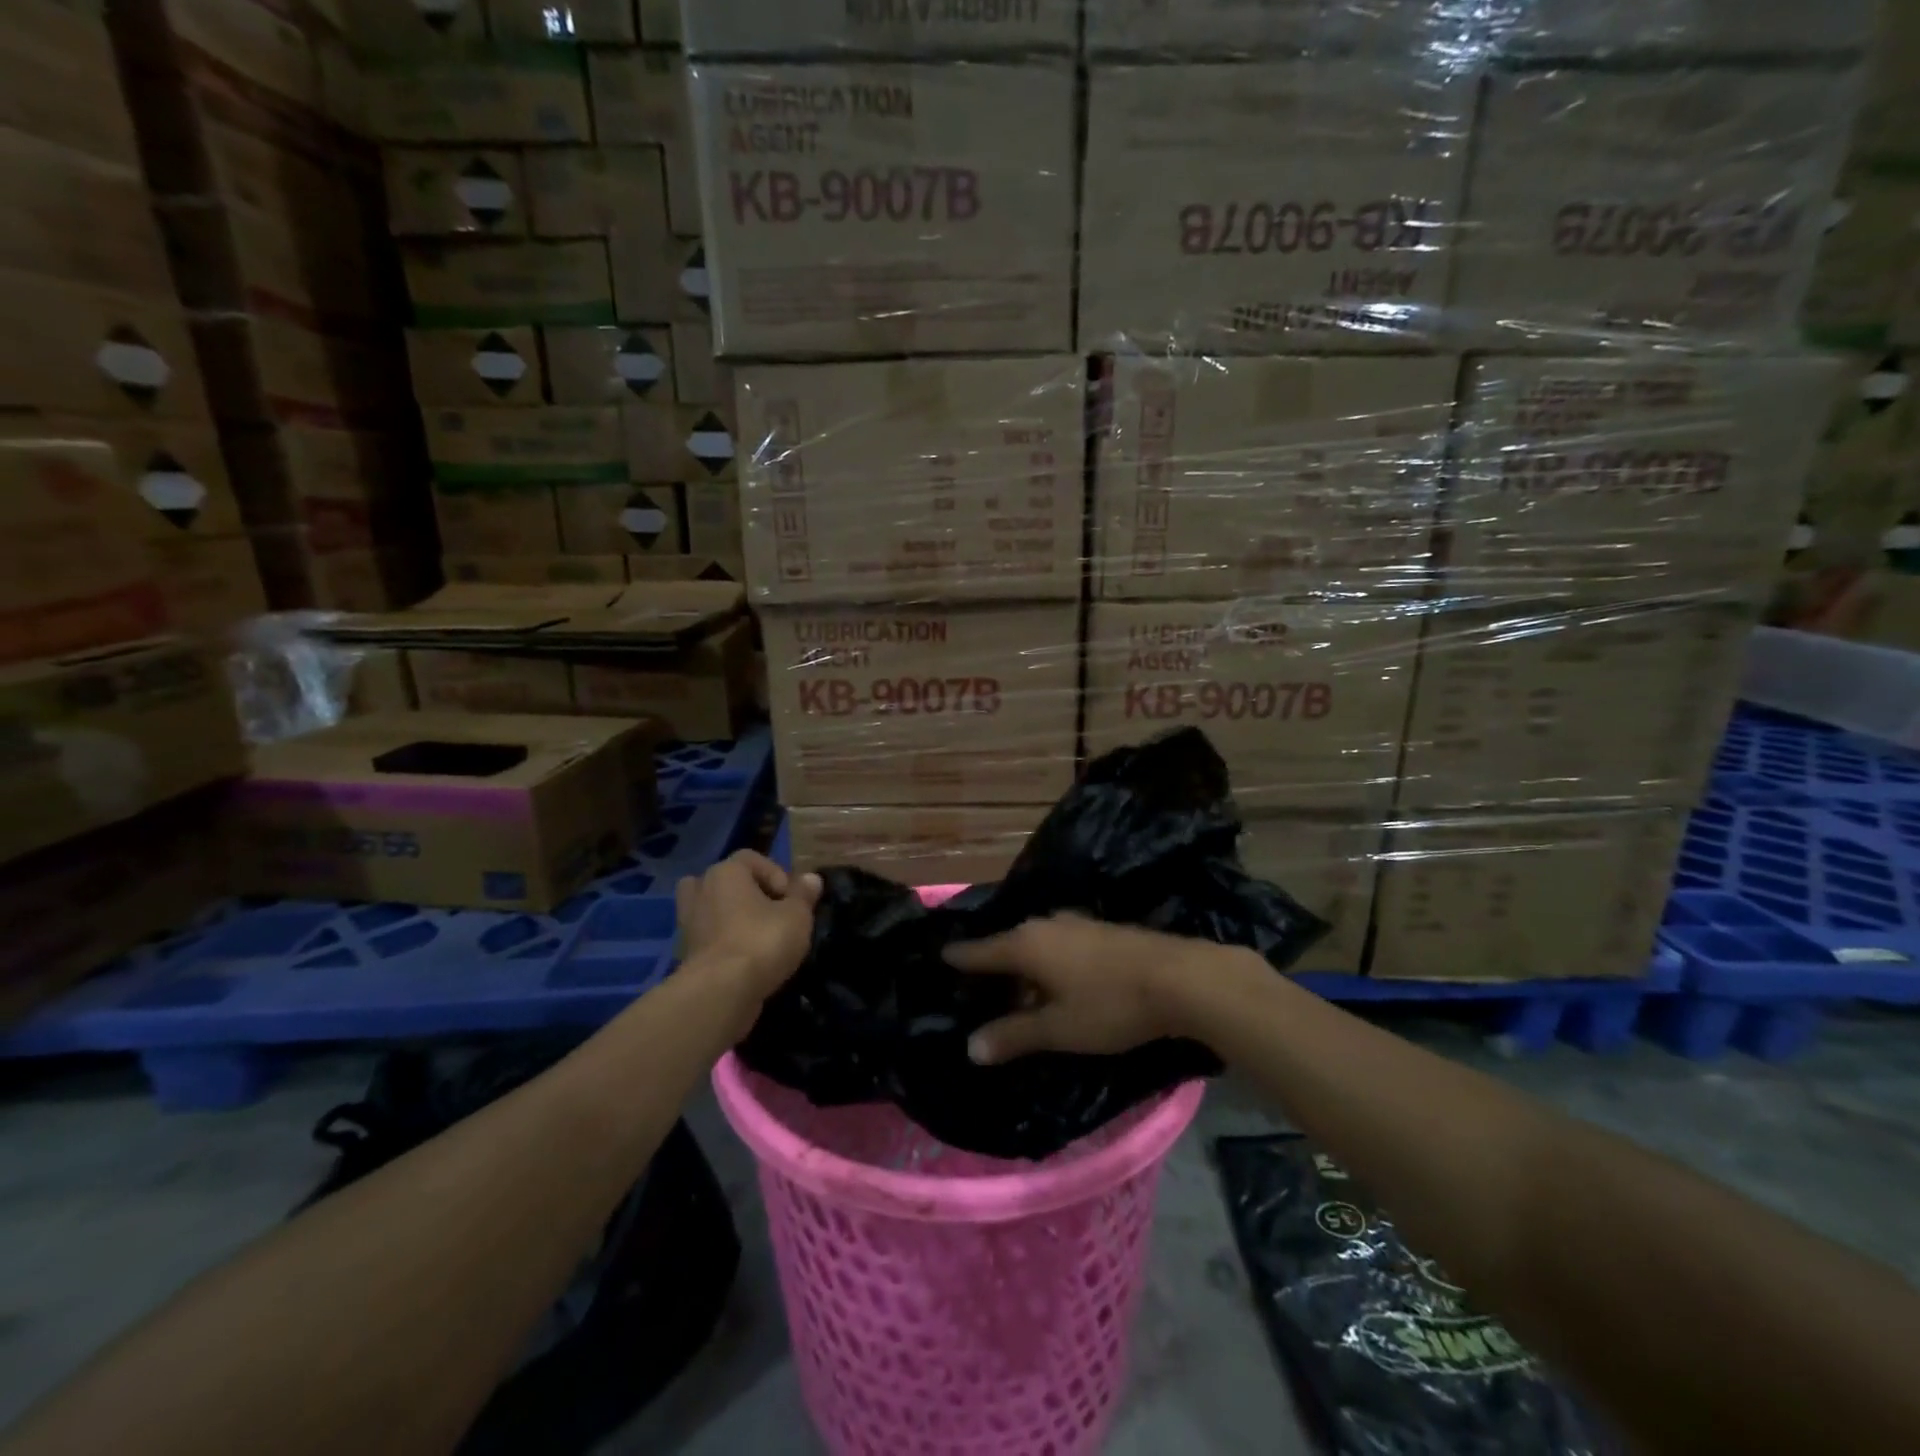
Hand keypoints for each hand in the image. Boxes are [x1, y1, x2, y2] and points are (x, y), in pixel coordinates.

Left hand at [676, 851, 822, 1010]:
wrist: (721, 991)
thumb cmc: (762, 941)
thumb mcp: (797, 915)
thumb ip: (803, 894)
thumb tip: (812, 879)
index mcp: (726, 872)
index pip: (751, 858)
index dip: (777, 874)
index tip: (791, 900)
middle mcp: (702, 890)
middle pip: (727, 881)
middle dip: (749, 893)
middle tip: (773, 913)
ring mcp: (689, 922)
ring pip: (713, 909)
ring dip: (732, 917)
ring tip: (757, 933)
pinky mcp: (687, 953)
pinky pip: (709, 936)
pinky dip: (724, 942)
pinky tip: (747, 957)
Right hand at [944, 914, 1230, 1064]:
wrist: (1181, 978)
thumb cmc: (1110, 1005)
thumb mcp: (1058, 1029)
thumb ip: (1013, 1036)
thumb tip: (971, 1047)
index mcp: (1025, 944)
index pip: (978, 951)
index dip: (957, 959)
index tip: (938, 960)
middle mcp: (1044, 924)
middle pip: (1007, 945)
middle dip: (992, 967)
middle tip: (977, 991)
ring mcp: (1075, 923)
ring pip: (1036, 944)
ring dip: (1024, 967)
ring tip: (1017, 992)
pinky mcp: (1100, 930)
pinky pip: (1059, 944)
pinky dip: (1049, 962)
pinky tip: (1059, 982)